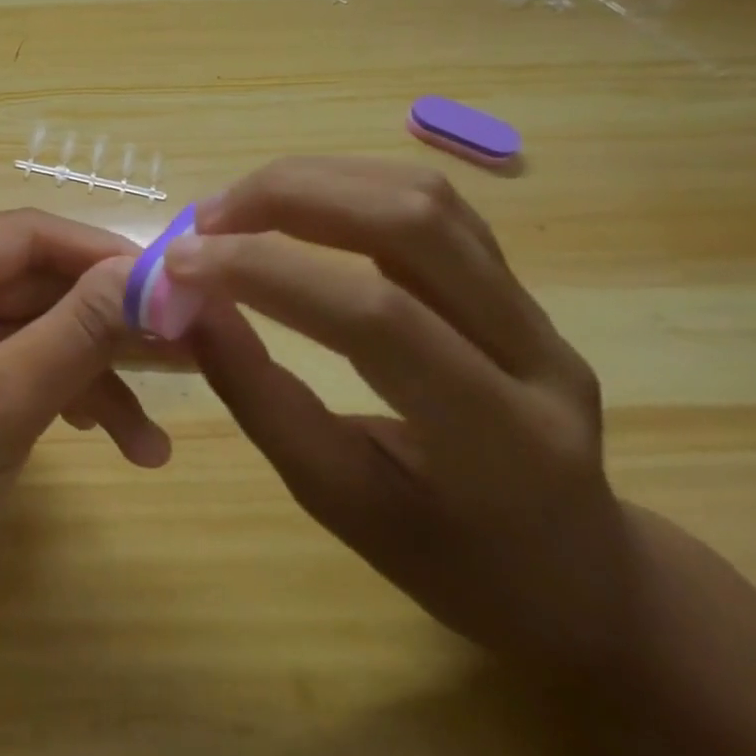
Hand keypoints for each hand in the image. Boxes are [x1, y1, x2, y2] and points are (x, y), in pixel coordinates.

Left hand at [0, 209, 177, 641]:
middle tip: (190, 358)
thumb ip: (78, 332)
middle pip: (35, 283)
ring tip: (152, 441)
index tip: (179, 287)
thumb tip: (152, 273)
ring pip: (33, 327)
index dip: (105, 257)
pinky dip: (60, 395)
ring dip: (92, 377)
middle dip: (107, 329)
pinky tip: (114, 439)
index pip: (27, 235)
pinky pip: (14, 361)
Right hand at [169, 158, 640, 680]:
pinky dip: (345, 184)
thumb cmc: (448, 559)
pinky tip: (293, 204)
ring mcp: (535, 307)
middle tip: (204, 221)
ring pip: (422, 195)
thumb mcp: (337, 501)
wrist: (576, 574)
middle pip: (411, 222)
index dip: (265, 273)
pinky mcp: (515, 280)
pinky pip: (428, 202)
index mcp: (501, 439)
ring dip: (313, 181)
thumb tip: (188, 307)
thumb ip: (259, 397)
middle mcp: (535, 352)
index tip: (179, 263)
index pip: (376, 317)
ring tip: (236, 207)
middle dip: (287, 199)